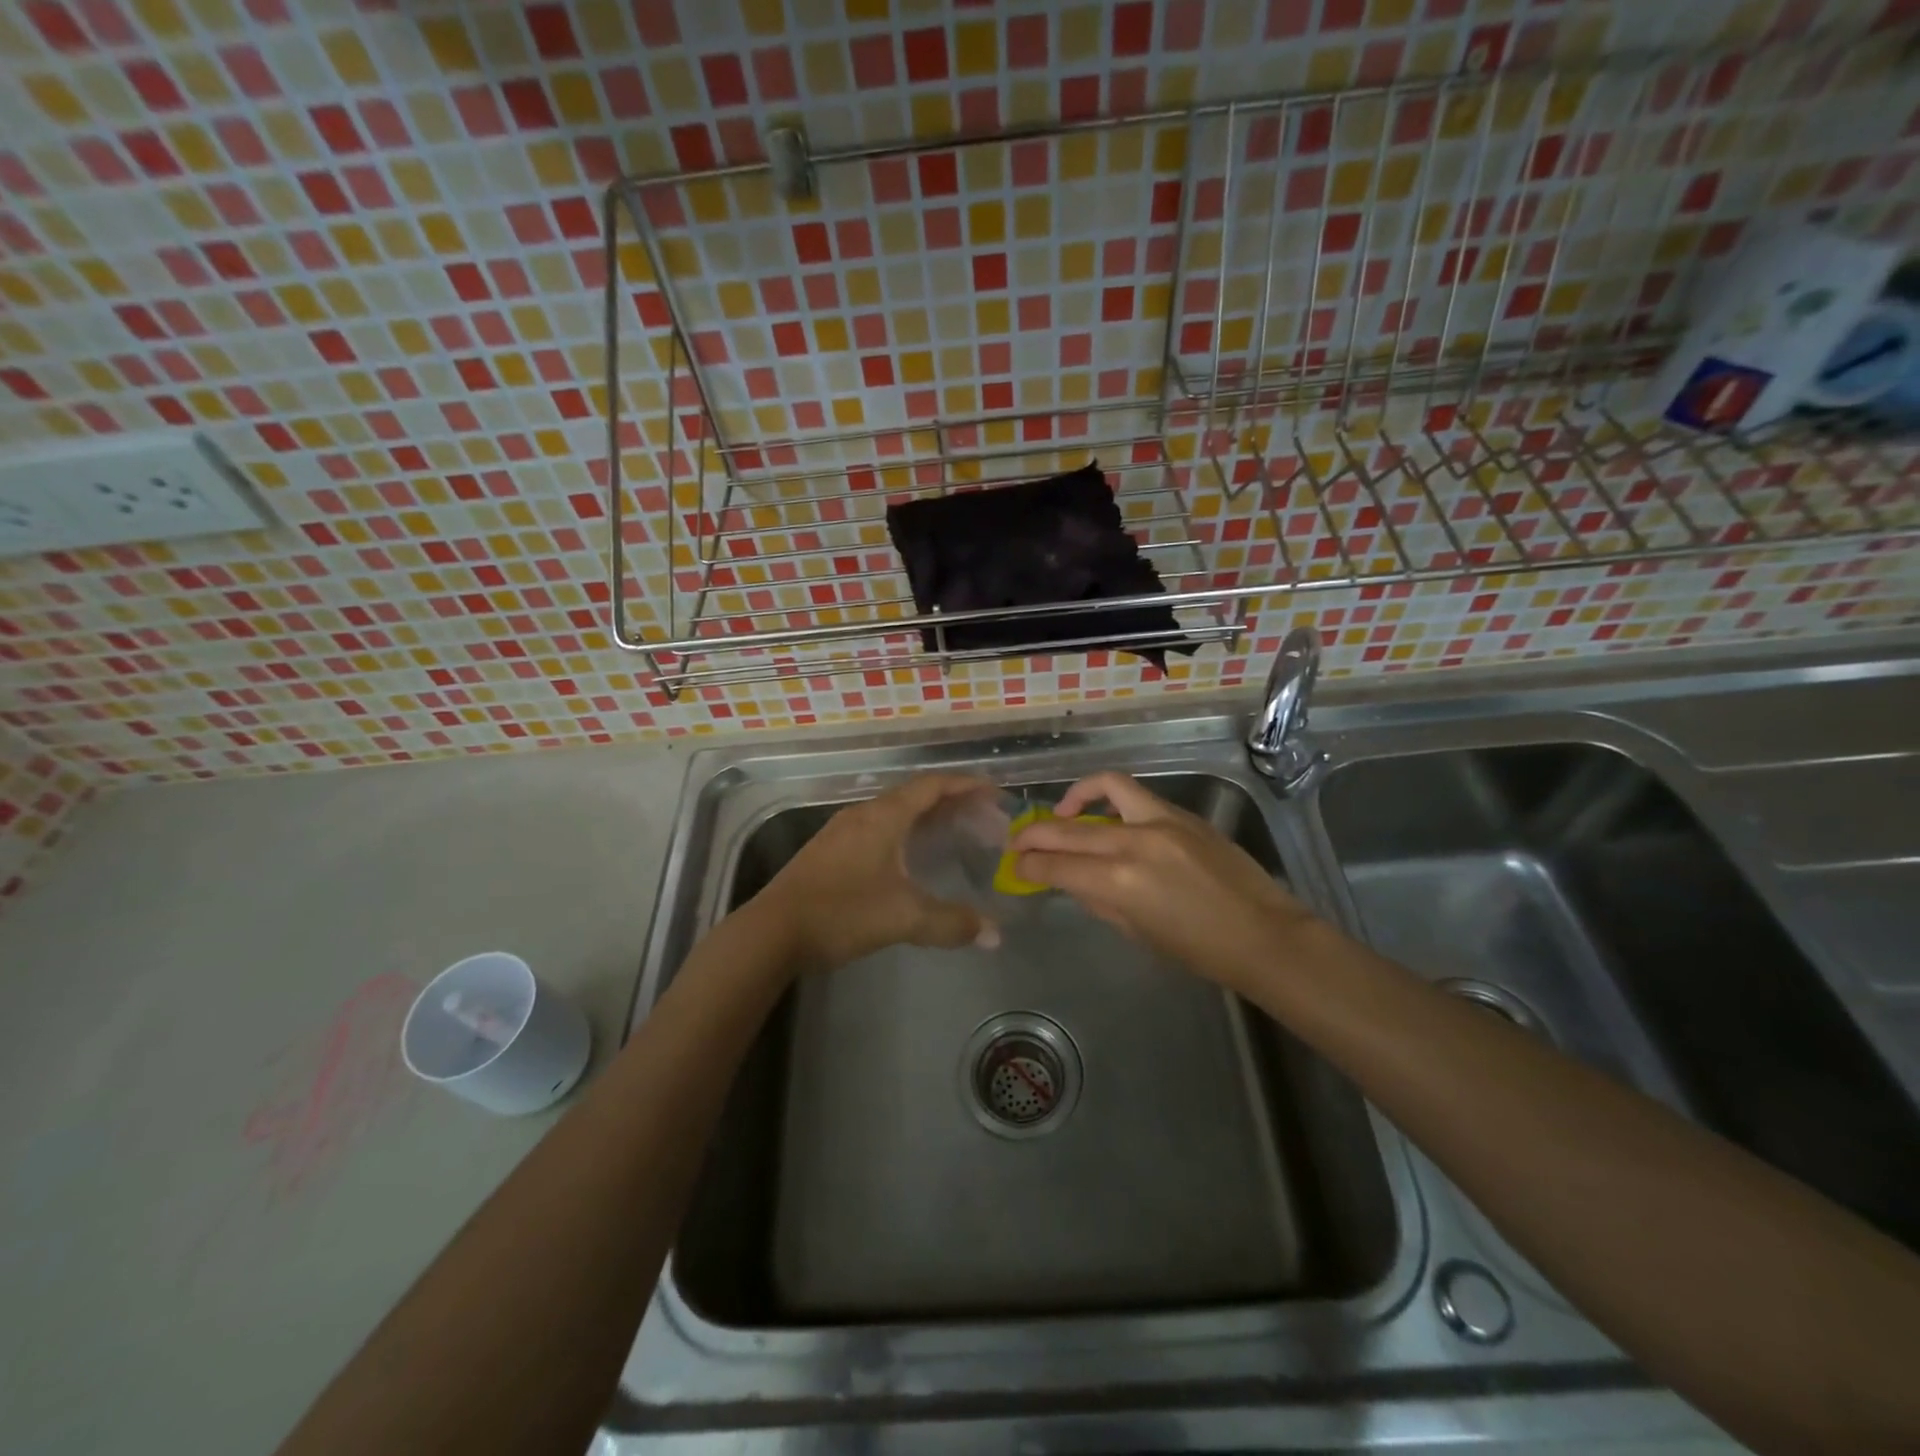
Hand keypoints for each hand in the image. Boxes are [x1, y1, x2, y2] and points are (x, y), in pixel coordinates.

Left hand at [756, 773, 996, 973]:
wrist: (771, 932)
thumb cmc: (841, 913)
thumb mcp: (903, 918)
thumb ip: (952, 923)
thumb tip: (994, 935)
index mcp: (883, 816)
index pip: (932, 786)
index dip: (966, 785)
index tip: (994, 792)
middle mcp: (863, 814)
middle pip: (914, 795)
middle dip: (951, 803)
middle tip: (981, 818)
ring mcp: (841, 831)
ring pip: (893, 812)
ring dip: (925, 818)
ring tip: (952, 835)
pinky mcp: (828, 851)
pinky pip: (877, 828)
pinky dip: (904, 833)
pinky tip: (909, 859)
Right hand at [1010, 771, 1319, 991]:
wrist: (1264, 935)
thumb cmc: (1199, 950)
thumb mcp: (1137, 932)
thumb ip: (1097, 900)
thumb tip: (1071, 880)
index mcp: (1119, 881)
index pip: (1056, 865)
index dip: (1028, 865)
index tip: (1015, 867)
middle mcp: (1134, 842)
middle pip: (1068, 828)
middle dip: (1034, 834)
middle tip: (1019, 842)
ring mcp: (1161, 820)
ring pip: (1105, 788)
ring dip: (1074, 798)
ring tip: (1062, 812)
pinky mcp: (1182, 814)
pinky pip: (1136, 795)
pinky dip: (1111, 800)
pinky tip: (1107, 817)